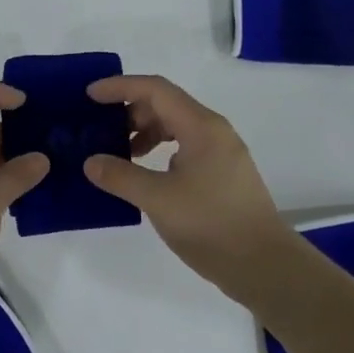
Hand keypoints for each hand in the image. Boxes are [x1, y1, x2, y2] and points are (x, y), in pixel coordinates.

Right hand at [83, 75, 299, 301]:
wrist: (263, 264)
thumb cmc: (210, 224)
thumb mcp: (158, 199)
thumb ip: (121, 177)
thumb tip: (91, 162)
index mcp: (201, 127)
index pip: (155, 89)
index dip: (120, 87)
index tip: (90, 96)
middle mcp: (213, 131)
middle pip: (165, 104)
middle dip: (129, 111)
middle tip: (100, 130)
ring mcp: (221, 152)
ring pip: (175, 126)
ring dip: (144, 132)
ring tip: (119, 155)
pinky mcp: (222, 173)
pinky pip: (184, 147)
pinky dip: (159, 150)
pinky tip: (145, 175)